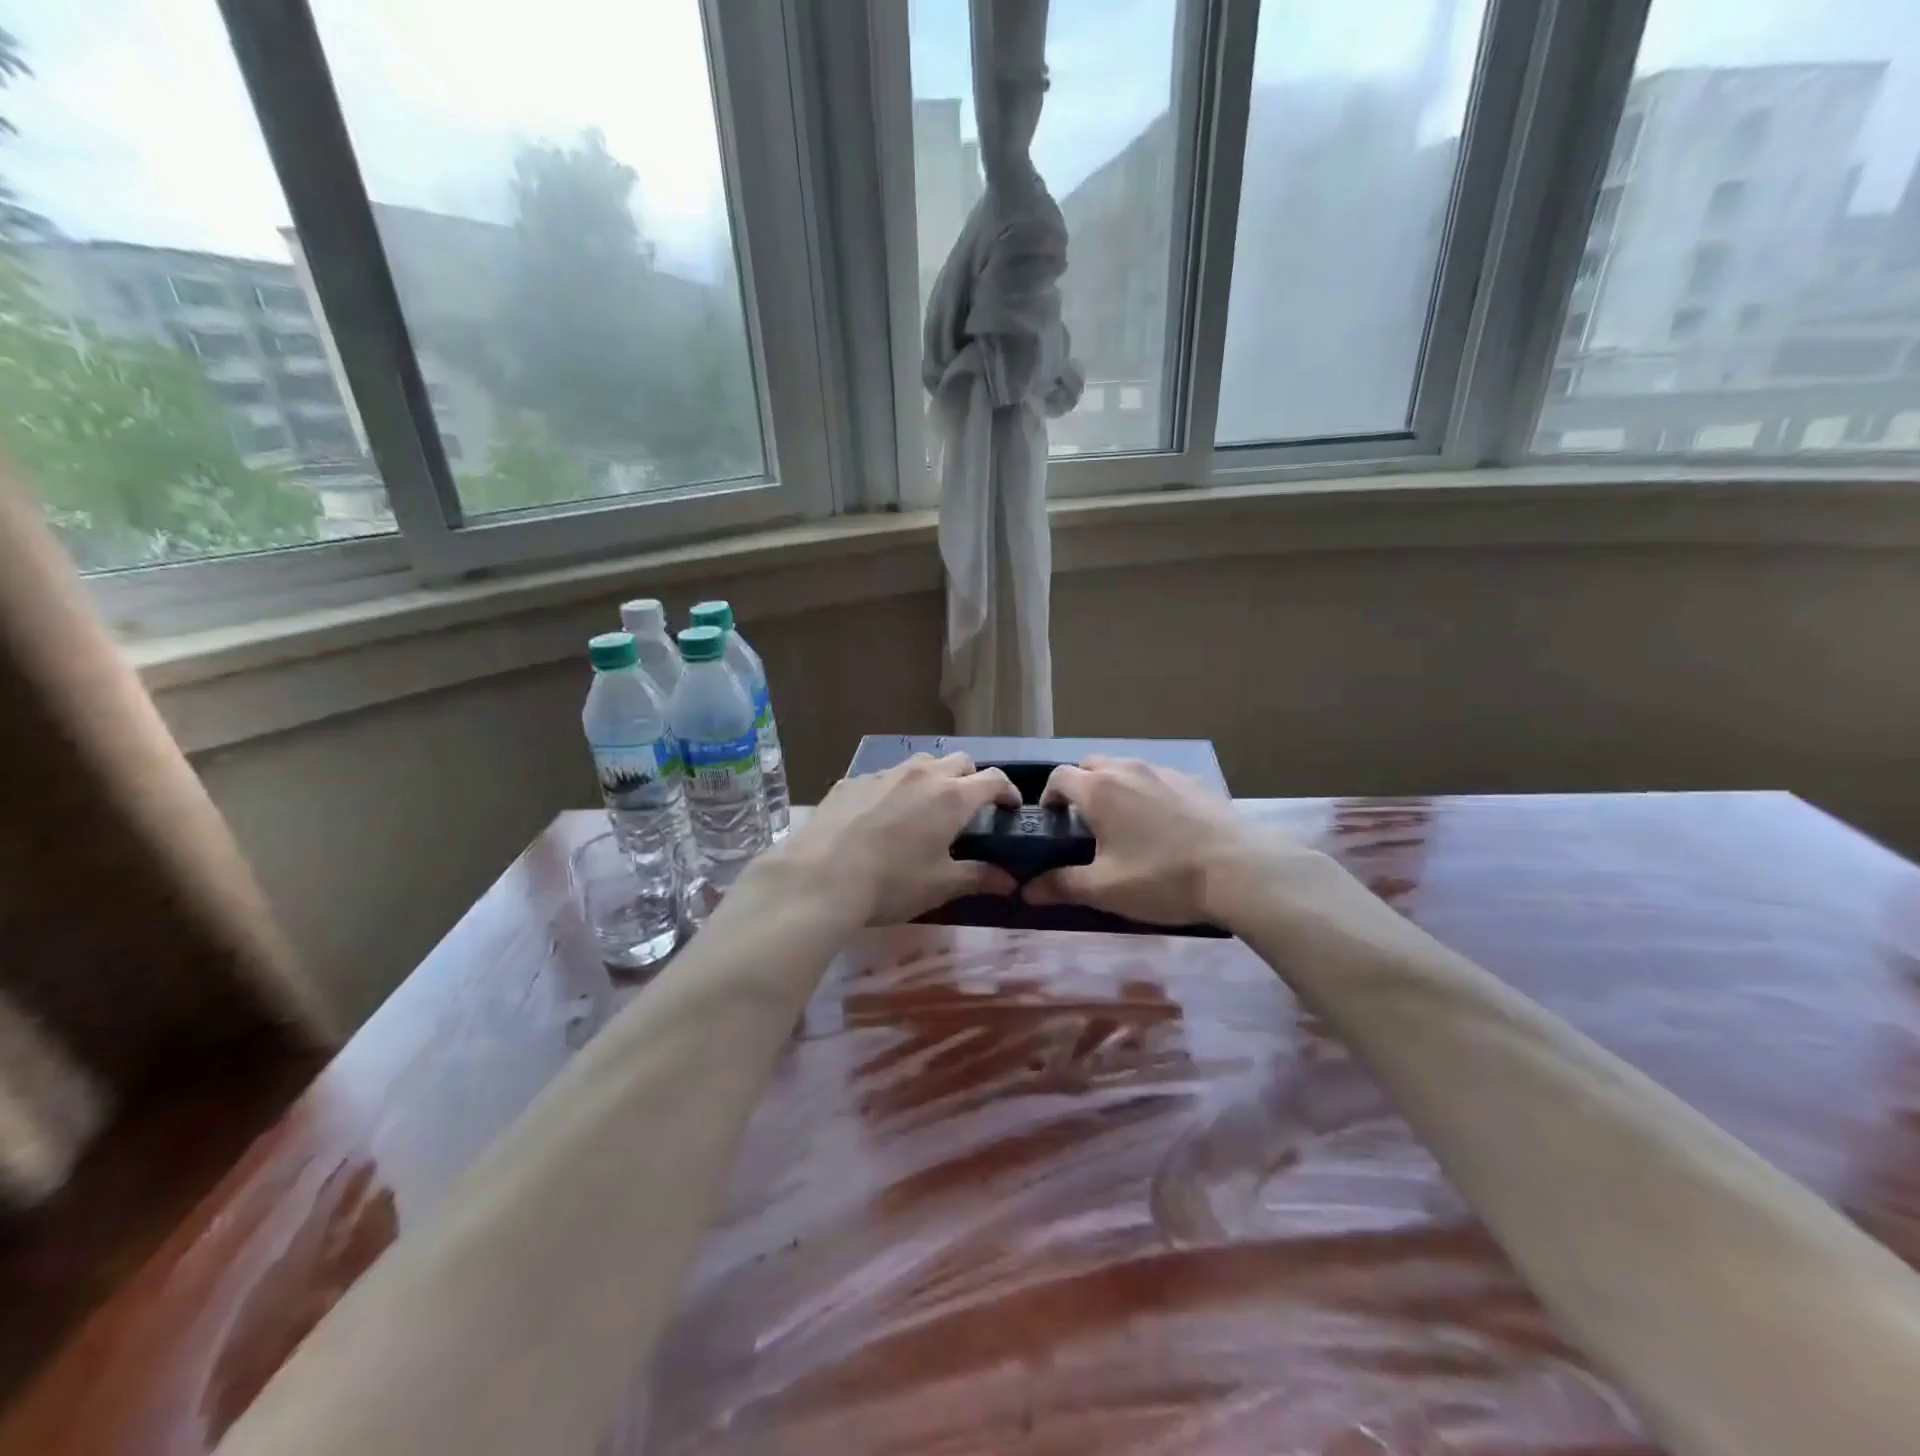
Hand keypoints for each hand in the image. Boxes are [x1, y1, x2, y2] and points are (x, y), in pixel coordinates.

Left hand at [768, 753, 1020, 925]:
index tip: (1010, 807)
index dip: (1007, 790)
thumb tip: (1009, 882)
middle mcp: (922, 775)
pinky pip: (884, 777)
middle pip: (959, 761)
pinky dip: (895, 789)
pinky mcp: (852, 782)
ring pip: (920, 763)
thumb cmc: (892, 882)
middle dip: (971, 778)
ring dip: (933, 778)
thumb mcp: (941, 885)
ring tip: (926, 807)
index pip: (993, 779)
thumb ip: (979, 877)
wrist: (821, 876)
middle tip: (969, 808)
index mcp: (952, 797)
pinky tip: (881, 816)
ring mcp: (884, 774)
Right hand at [1023, 757, 1310, 926]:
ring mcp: (1165, 772)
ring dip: (1115, 787)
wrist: (1240, 871)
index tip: (1052, 821)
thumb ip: (1062, 886)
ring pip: (1127, 769)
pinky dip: (1149, 793)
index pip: (1059, 776)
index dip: (1049, 795)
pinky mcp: (1195, 782)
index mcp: (1099, 790)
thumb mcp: (1105, 890)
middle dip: (1081, 787)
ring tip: (1125, 823)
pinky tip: (1164, 826)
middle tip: (1086, 822)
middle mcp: (1128, 770)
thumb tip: (1027, 890)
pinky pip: (1158, 778)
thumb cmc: (1161, 878)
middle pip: (1091, 765)